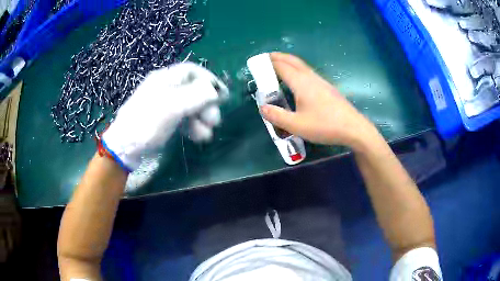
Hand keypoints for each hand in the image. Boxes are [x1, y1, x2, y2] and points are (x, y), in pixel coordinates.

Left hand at [102, 62, 228, 170]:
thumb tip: (215, 91)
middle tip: (214, 121)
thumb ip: (196, 96)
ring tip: (207, 134)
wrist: (125, 146)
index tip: (222, 94)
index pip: (192, 71)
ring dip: (202, 119)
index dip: (209, 80)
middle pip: (193, 90)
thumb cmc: (146, 122)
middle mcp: (166, 88)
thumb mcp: (171, 106)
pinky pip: (184, 119)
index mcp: (166, 78)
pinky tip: (198, 137)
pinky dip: (193, 127)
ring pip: (190, 107)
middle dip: (206, 105)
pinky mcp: (164, 120)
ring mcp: (165, 105)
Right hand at [260, 52, 378, 151]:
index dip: (268, 63)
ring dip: (289, 62)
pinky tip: (297, 81)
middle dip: (278, 57)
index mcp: (301, 83)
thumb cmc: (325, 126)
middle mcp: (311, 77)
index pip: (281, 67)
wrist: (353, 128)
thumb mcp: (296, 125)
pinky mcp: (327, 88)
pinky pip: (308, 73)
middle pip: (292, 61)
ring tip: (279, 67)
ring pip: (302, 66)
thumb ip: (277, 116)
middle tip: (267, 58)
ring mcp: (321, 82)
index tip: (258, 62)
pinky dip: (297, 70)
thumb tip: (262, 107)